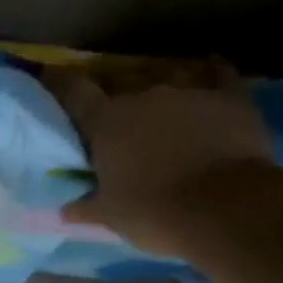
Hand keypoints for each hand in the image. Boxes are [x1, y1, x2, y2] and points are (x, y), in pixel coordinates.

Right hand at [44, 57, 276, 255]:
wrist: (227, 210)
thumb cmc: (155, 213)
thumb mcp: (112, 216)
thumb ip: (86, 207)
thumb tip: (65, 210)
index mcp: (106, 121)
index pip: (74, 91)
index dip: (61, 82)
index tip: (52, 75)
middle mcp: (141, 96)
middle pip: (122, 89)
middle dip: (119, 103)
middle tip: (123, 124)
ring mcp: (187, 93)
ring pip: (167, 85)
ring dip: (163, 100)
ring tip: (168, 116)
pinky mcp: (229, 98)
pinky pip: (221, 76)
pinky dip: (216, 73)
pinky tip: (215, 65)